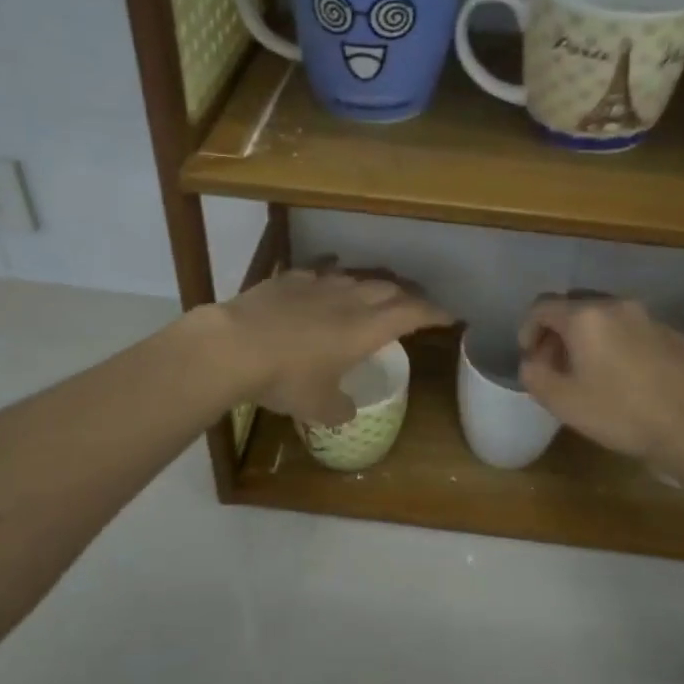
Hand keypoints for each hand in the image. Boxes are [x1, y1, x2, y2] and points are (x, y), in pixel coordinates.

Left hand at [214, 266, 449, 424]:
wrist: (233, 346)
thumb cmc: (286, 378)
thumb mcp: (318, 406)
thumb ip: (339, 409)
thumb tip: (346, 413)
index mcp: (366, 329)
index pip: (413, 313)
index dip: (434, 313)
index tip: (450, 317)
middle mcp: (349, 299)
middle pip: (389, 289)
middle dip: (407, 297)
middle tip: (414, 307)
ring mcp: (318, 284)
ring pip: (356, 277)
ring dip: (372, 285)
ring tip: (375, 293)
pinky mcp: (289, 279)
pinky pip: (320, 270)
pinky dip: (332, 275)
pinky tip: (327, 277)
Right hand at [517, 296, 683, 459]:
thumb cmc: (619, 412)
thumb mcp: (561, 401)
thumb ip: (534, 375)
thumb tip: (532, 362)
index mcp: (584, 317)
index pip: (542, 307)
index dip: (528, 329)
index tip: (530, 356)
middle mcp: (616, 306)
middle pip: (575, 306)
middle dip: (559, 331)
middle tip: (556, 363)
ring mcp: (649, 318)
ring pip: (607, 317)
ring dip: (590, 337)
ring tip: (590, 370)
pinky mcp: (674, 335)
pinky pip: (634, 331)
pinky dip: (619, 344)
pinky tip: (626, 376)